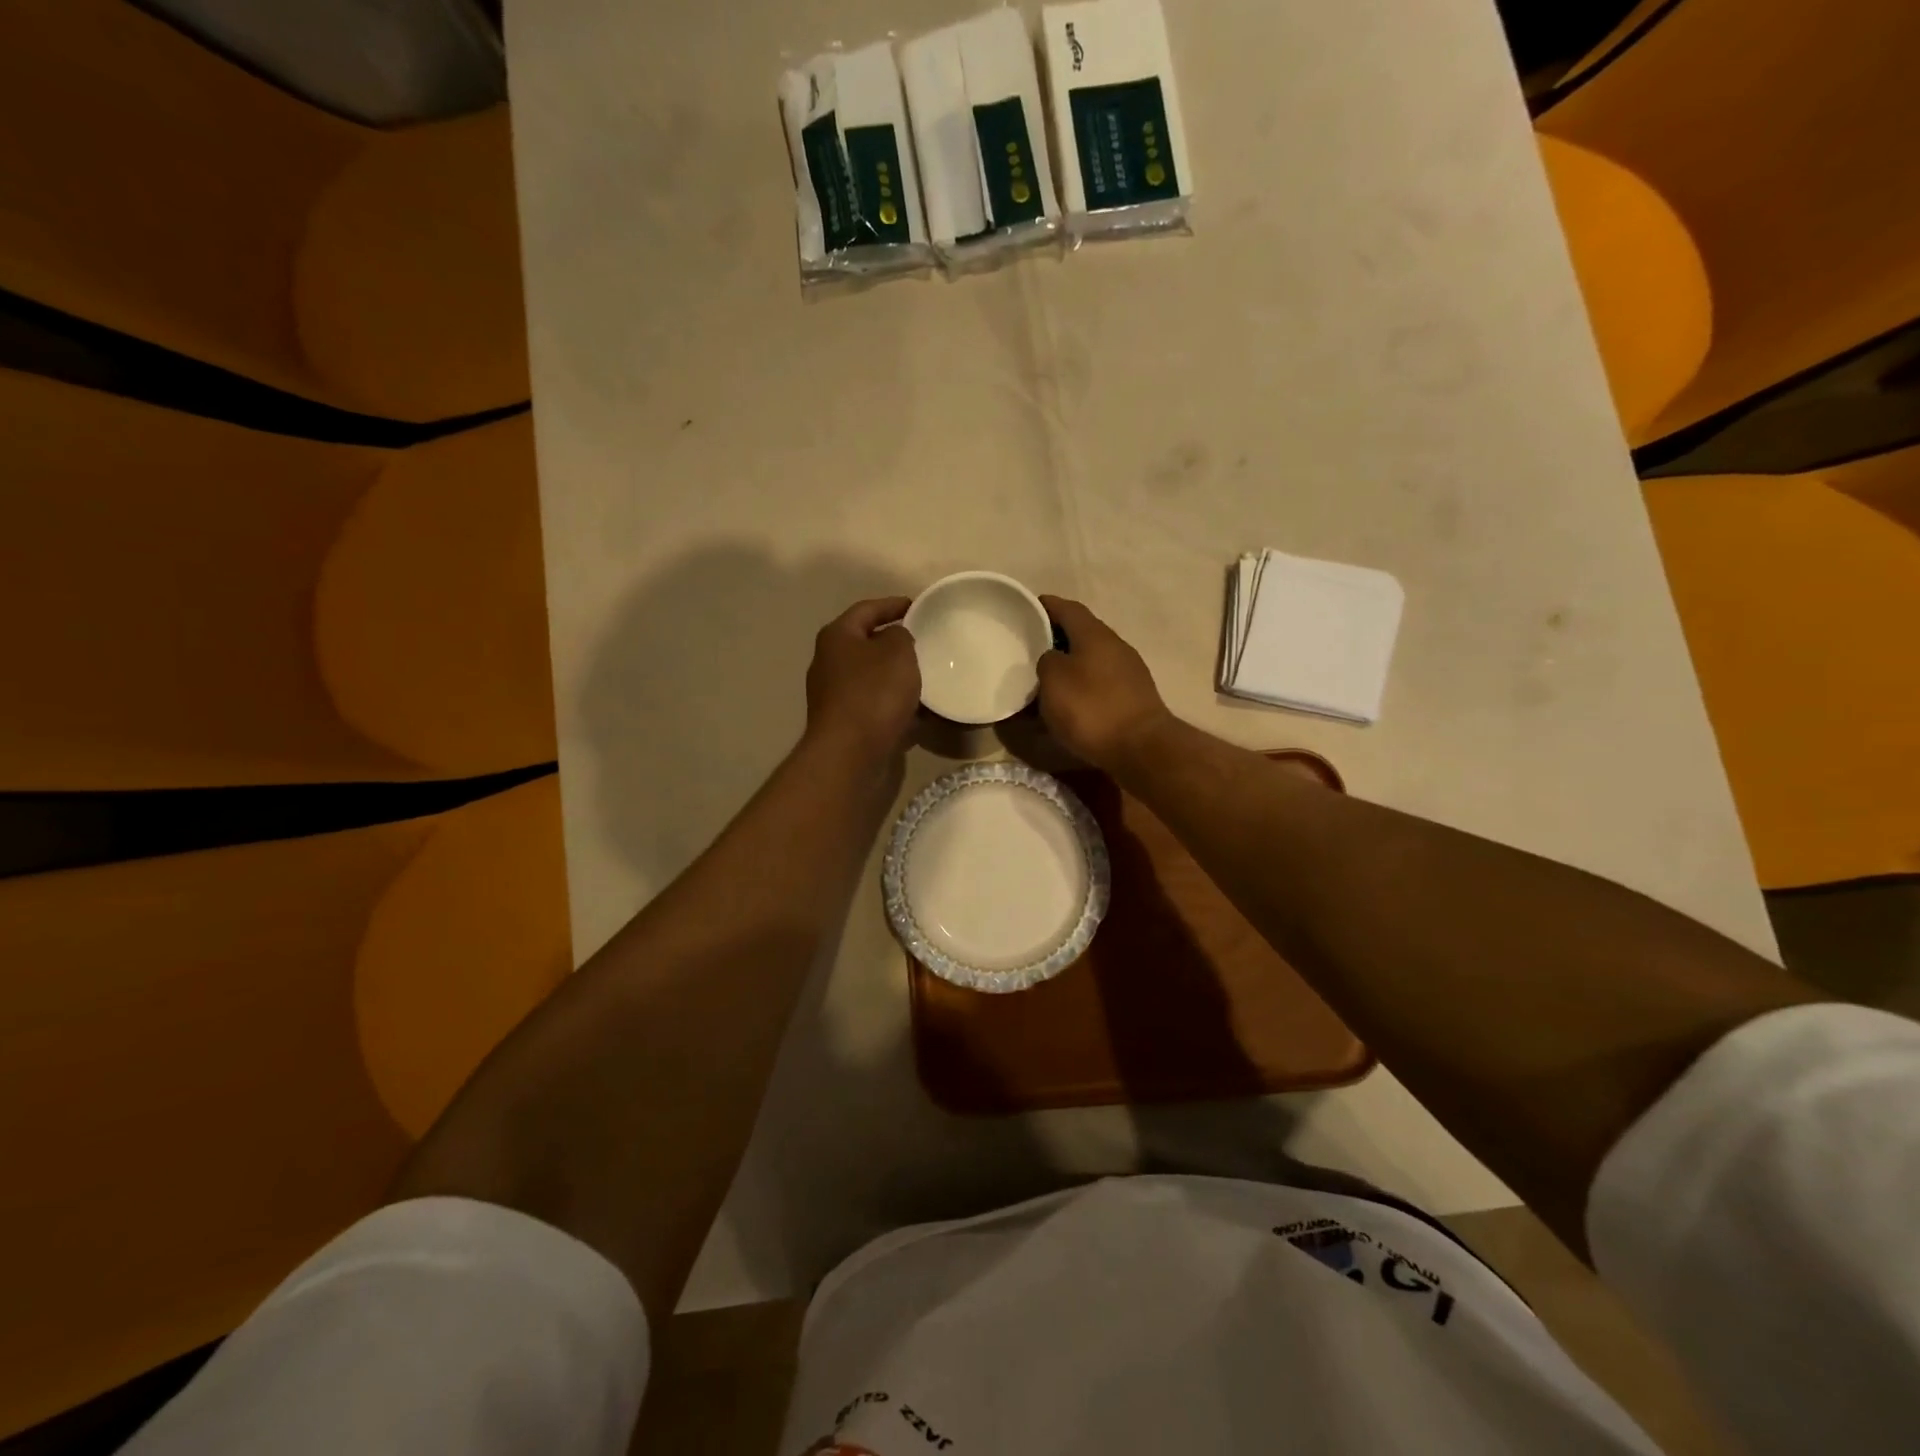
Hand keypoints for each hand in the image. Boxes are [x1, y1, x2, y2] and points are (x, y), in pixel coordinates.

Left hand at [804, 597, 920, 760]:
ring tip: (925, 676)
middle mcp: (829, 663)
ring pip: (871, 677)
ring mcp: (834, 696)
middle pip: (865, 643)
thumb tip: (895, 639)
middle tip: (922, 641)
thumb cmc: (874, 693)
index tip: (917, 606)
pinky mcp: (845, 724)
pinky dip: (894, 705)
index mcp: (837, 637)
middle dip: (892, 642)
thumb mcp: (898, 652)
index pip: (866, 609)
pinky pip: (874, 706)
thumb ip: (900, 636)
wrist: (850, 753)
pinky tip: (917, 712)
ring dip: (895, 676)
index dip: (892, 604)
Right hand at [1036, 596, 1173, 771]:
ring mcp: (1129, 672)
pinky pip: (1099, 683)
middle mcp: (1116, 646)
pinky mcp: (1133, 698)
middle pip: (1081, 633)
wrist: (1141, 748)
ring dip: (1069, 666)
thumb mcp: (1054, 680)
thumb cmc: (1091, 708)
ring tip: (1044, 679)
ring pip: (1091, 660)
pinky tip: (1068, 703)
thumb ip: (1047, 661)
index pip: (1067, 608)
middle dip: (1056, 638)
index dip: (1045, 606)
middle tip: (1029, 648)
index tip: (1026, 608)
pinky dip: (1081, 687)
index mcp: (1095, 634)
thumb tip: (1053, 659)